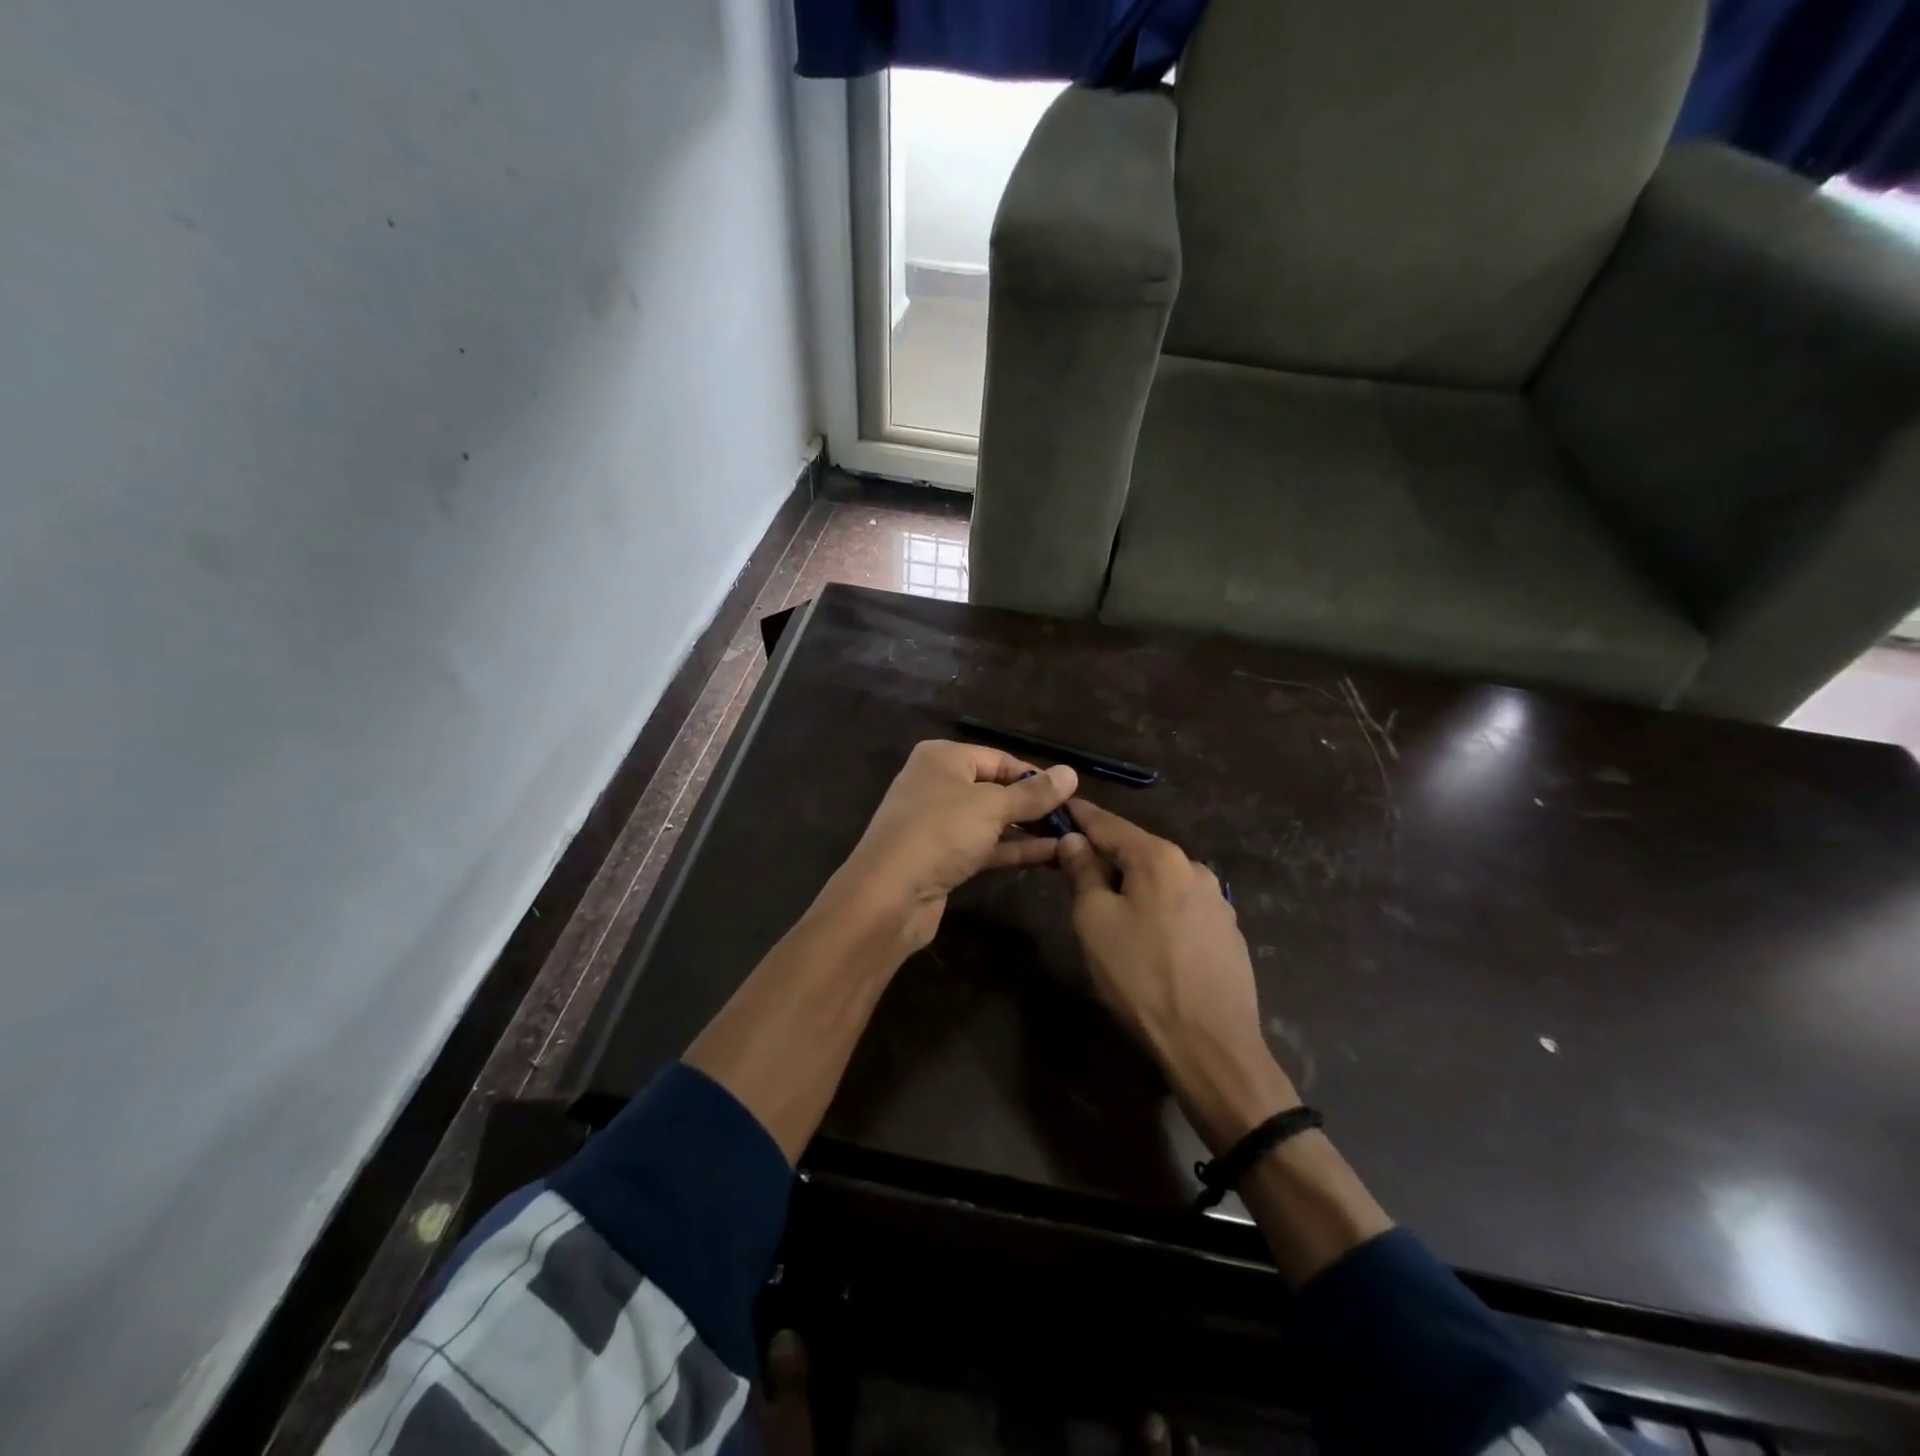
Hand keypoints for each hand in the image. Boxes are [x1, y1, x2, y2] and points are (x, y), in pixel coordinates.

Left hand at [824, 740, 1077, 952]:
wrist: (888, 896)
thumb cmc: (940, 833)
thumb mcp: (992, 807)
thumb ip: (1033, 793)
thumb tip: (1071, 773)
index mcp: (942, 758)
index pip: (999, 759)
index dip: (1035, 775)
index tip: (1071, 794)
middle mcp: (937, 784)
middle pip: (996, 789)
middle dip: (1033, 804)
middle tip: (1074, 819)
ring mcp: (938, 824)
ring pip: (992, 821)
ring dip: (1028, 829)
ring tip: (1070, 837)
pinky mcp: (942, 858)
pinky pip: (985, 846)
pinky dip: (1013, 849)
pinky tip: (1050, 855)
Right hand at [1057, 799, 1297, 1153]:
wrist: (1211, 1046)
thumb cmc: (1141, 978)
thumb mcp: (1095, 921)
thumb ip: (1083, 872)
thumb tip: (1074, 840)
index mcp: (1160, 857)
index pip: (1109, 824)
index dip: (1079, 817)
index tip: (1056, 809)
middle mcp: (1194, 867)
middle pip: (1137, 850)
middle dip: (1104, 855)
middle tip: (1071, 867)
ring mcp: (1217, 900)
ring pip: (1160, 879)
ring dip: (1132, 884)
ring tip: (1108, 908)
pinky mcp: (1227, 931)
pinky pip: (1180, 905)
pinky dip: (1156, 907)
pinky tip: (1147, 936)